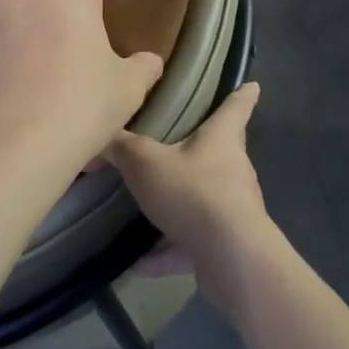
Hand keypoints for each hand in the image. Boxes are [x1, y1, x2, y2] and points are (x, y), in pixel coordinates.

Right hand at [102, 82, 273, 296]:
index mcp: (222, 138)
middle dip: (200, 149)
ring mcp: (233, 208)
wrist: (231, 258)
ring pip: (204, 199)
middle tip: (174, 146)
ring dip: (178, 207)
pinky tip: (141, 263)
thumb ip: (120, 147)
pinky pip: (193, 242)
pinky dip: (170, 250)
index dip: (242, 94)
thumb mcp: (145, 162)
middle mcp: (233, 169)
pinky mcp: (227, 244)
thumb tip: (97, 134)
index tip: (251, 85)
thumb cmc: (193, 192)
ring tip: (146, 211)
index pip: (236, 106)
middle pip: (220, 152)